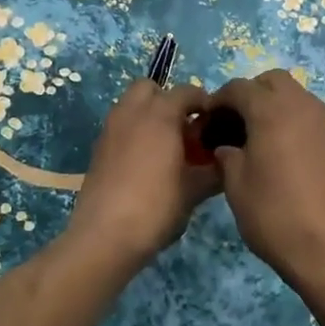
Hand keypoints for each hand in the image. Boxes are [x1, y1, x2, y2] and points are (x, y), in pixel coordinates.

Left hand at [64, 80, 220, 269]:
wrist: (104, 237)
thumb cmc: (156, 206)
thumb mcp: (194, 190)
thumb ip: (214, 171)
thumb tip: (227, 163)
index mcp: (160, 114)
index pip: (186, 92)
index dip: (204, 103)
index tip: (215, 122)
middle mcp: (132, 112)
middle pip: (149, 88)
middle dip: (168, 100)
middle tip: (184, 127)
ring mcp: (110, 129)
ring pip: (130, 106)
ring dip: (149, 115)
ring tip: (166, 146)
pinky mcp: (98, 149)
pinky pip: (120, 127)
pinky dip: (134, 133)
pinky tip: (146, 163)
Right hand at [206, 70, 324, 287]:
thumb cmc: (275, 214)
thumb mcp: (236, 186)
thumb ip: (227, 156)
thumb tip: (227, 147)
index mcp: (272, 109)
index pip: (239, 88)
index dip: (218, 100)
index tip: (207, 120)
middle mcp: (302, 105)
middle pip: (272, 81)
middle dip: (251, 94)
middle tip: (235, 123)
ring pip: (296, 95)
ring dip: (275, 106)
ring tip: (260, 138)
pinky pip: (312, 116)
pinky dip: (294, 122)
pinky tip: (286, 153)